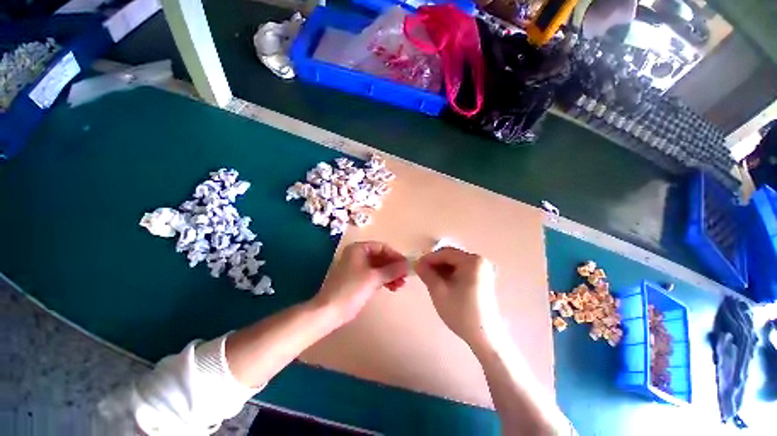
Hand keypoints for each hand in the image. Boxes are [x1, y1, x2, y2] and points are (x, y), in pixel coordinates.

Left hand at [312, 241, 409, 324]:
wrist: (330, 311)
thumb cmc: (351, 289)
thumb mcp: (374, 278)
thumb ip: (392, 270)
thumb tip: (408, 264)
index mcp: (359, 249)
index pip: (382, 247)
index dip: (395, 255)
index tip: (405, 265)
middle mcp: (357, 255)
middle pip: (381, 257)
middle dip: (393, 267)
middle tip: (404, 277)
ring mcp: (357, 268)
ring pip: (378, 267)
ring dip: (390, 274)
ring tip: (400, 285)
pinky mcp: (357, 279)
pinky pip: (374, 275)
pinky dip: (383, 280)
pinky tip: (392, 287)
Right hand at [415, 247, 502, 348]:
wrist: (485, 337)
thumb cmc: (461, 312)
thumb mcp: (439, 291)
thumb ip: (426, 274)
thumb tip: (417, 263)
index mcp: (471, 261)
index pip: (445, 253)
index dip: (429, 258)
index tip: (417, 266)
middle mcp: (479, 261)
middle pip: (451, 256)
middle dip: (435, 263)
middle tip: (422, 273)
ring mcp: (482, 270)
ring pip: (456, 263)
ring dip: (442, 269)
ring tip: (430, 279)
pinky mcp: (482, 279)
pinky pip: (462, 270)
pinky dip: (450, 274)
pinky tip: (442, 283)